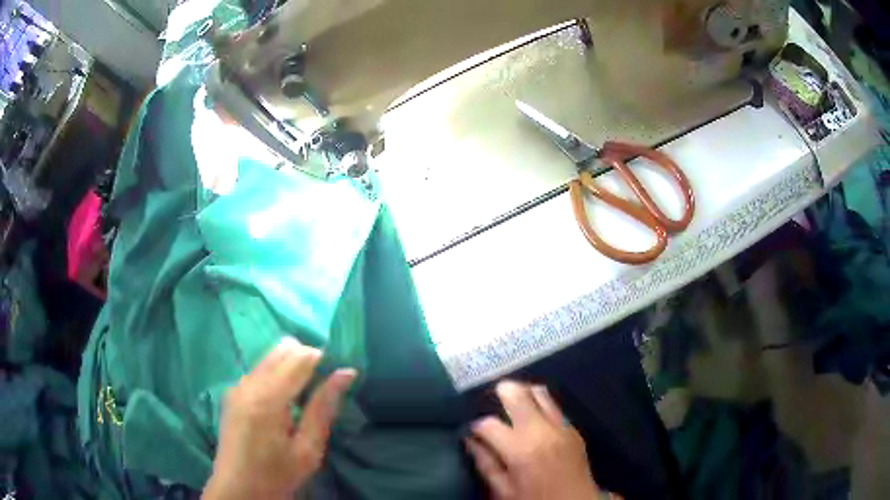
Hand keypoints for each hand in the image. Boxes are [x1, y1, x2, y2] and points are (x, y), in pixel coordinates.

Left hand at [203, 338, 355, 499]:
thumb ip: (324, 408)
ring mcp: (237, 385)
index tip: (338, 373)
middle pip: (283, 349)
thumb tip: (346, 373)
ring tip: (305, 394)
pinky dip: (277, 373)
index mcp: (268, 398)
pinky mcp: (233, 392)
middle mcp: (249, 383)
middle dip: (307, 358)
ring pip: (270, 356)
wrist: (238, 489)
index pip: (300, 358)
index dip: (322, 358)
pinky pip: (260, 369)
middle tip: (323, 386)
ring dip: (291, 365)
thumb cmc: (277, 475)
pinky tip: (284, 400)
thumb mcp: (308, 449)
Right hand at [468, 381, 614, 499]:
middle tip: (492, 396)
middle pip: (518, 395)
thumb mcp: (503, 490)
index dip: (476, 426)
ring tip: (513, 401)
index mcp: (520, 449)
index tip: (473, 431)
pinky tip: (534, 416)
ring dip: (524, 393)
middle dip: (501, 392)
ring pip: (540, 393)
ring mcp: (561, 426)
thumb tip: (470, 441)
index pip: (489, 424)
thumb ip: (485, 464)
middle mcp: (542, 430)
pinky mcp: (573, 429)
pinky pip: (554, 407)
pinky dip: (541, 405)